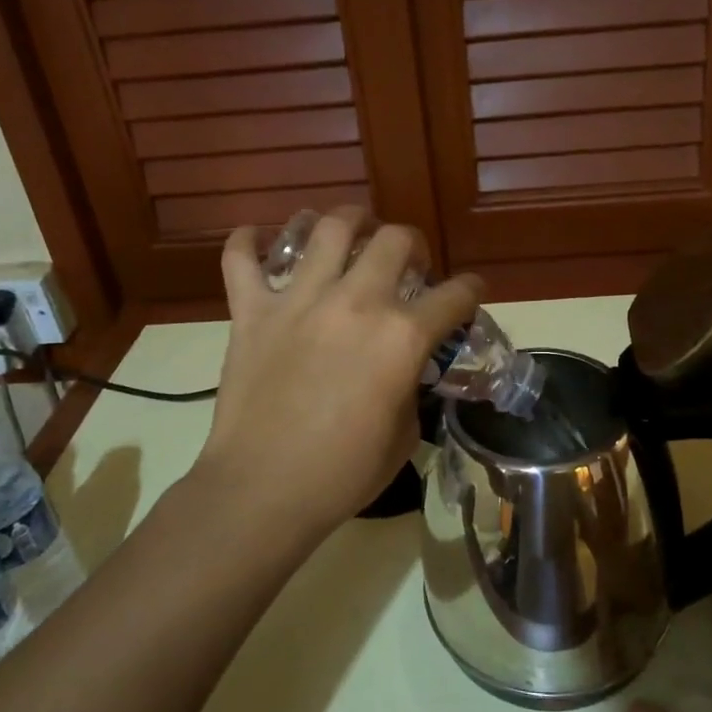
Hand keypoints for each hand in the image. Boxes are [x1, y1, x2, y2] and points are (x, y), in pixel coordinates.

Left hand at [193, 207, 480, 540]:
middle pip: (394, 239)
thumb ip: (410, 388)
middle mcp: (356, 302)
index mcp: (402, 336)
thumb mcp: (403, 435)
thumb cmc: (343, 474)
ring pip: (328, 229)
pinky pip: (241, 259)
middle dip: (412, 244)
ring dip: (348, 221)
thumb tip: (404, 370)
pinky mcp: (252, 311)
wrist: (263, 490)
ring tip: (351, 230)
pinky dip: (247, 242)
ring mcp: (299, 300)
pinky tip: (257, 238)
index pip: (455, 295)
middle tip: (407, 260)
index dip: (470, 290)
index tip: (470, 291)